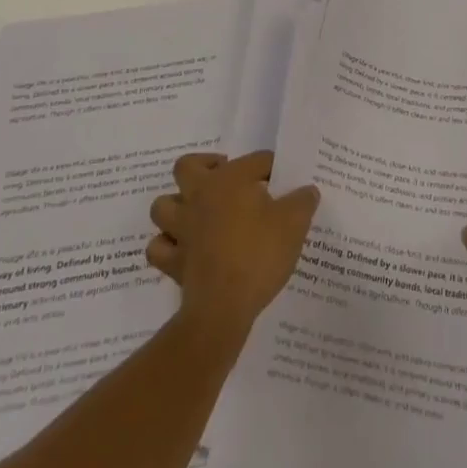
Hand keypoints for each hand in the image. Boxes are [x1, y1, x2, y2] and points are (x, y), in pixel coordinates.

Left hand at [147, 151, 319, 341]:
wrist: (223, 307)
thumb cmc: (259, 255)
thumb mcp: (294, 224)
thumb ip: (302, 201)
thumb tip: (307, 190)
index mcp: (230, 179)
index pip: (256, 160)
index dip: (271, 168)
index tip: (283, 183)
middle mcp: (200, 195)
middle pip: (187, 167)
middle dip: (203, 168)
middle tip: (224, 181)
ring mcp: (181, 228)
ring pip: (163, 205)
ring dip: (177, 207)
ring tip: (199, 214)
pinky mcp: (172, 261)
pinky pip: (158, 248)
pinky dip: (167, 246)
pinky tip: (183, 250)